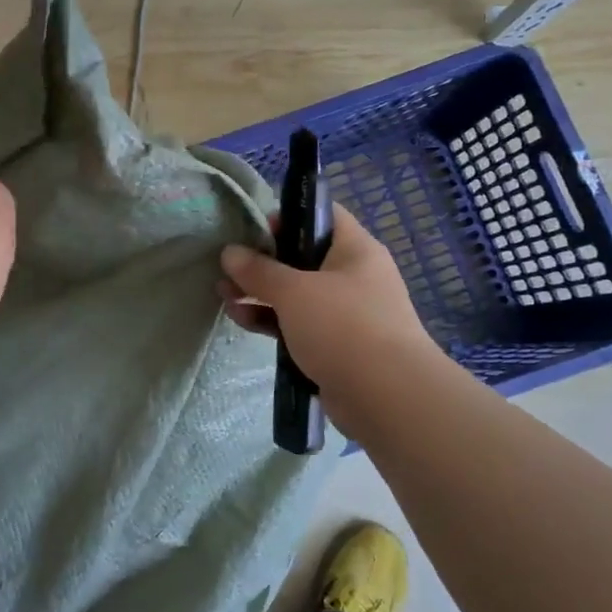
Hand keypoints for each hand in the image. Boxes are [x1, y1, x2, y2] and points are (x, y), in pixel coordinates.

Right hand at [219, 205, 433, 400]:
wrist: (386, 396)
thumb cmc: (343, 326)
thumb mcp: (294, 291)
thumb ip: (258, 270)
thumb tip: (229, 252)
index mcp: (355, 249)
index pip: (323, 215)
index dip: (288, 216)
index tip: (255, 229)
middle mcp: (354, 276)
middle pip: (302, 257)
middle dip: (263, 262)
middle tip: (228, 267)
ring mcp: (346, 313)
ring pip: (297, 294)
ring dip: (260, 293)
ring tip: (224, 295)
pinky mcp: (336, 346)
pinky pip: (298, 324)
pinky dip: (272, 321)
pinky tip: (242, 320)